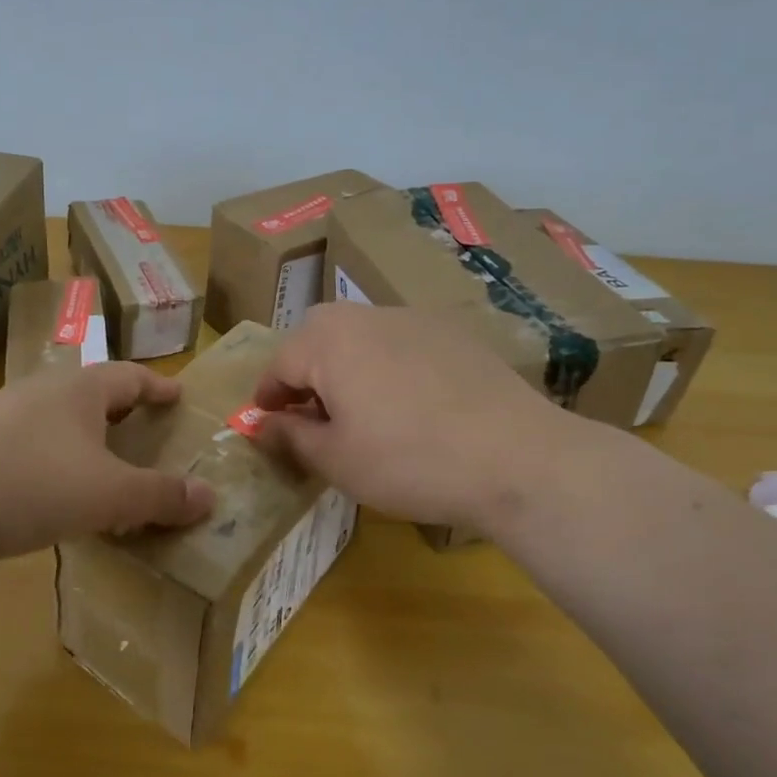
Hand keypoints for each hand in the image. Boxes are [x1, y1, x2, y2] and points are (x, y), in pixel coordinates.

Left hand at [0, 361, 215, 576]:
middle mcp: (40, 394)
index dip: (158, 387)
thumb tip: (210, 497)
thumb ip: (161, 495)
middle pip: (92, 395)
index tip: (179, 397)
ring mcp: (3, 421)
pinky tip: (60, 498)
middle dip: (122, 413)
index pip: (129, 375)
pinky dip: (57, 466)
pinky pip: (32, 452)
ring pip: (59, 424)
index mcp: (77, 389)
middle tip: (147, 432)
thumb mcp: (110, 494)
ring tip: (108, 468)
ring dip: (87, 442)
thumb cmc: (34, 484)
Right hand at [253, 303, 592, 531]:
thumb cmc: (408, 461)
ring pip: (361, 336)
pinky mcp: (454, 333)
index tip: (266, 423)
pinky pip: (401, 342)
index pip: (279, 363)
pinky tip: (410, 405)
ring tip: (359, 410)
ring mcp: (415, 319)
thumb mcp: (336, 460)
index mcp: (328, 341)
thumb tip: (261, 424)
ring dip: (346, 366)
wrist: (515, 456)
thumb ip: (290, 436)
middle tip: (310, 415)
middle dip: (305, 373)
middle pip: (318, 337)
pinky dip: (388, 366)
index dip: (267, 396)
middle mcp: (367, 315)